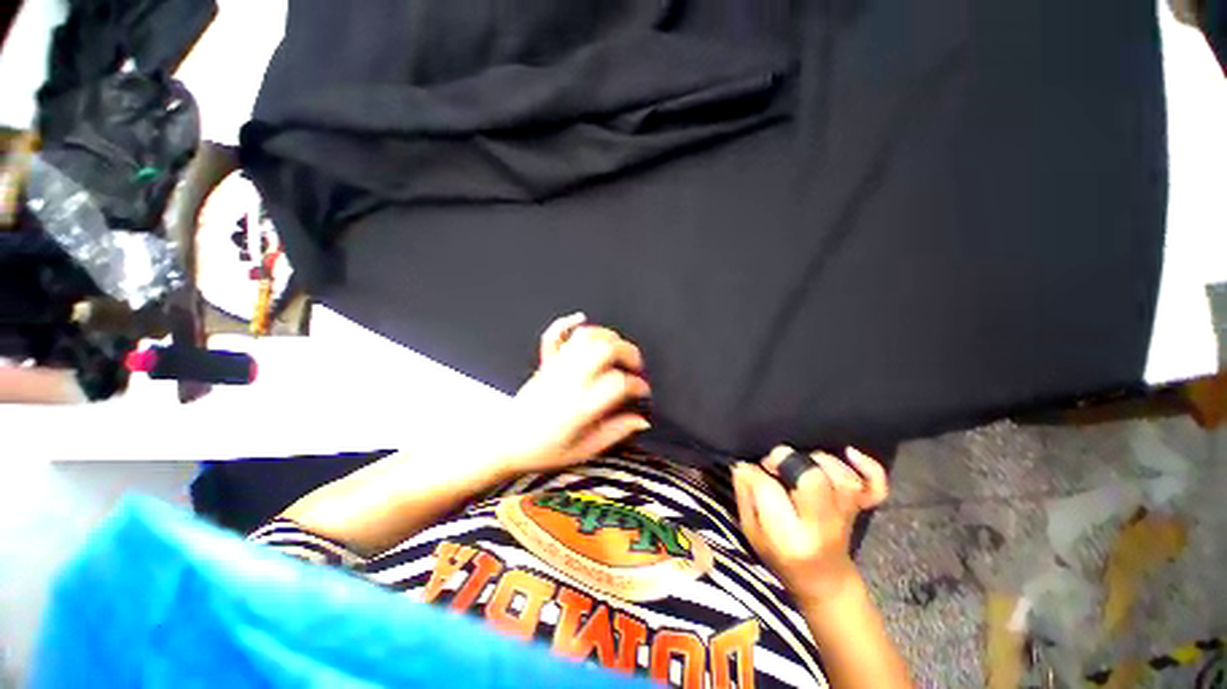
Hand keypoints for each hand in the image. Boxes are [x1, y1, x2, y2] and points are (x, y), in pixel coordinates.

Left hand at [494, 313, 651, 476]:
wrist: (504, 444)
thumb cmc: (542, 451)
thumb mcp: (584, 450)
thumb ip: (615, 433)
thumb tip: (642, 420)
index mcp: (581, 406)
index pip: (619, 382)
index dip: (638, 385)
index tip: (642, 392)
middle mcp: (570, 381)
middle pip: (606, 350)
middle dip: (629, 353)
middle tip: (635, 367)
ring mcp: (556, 368)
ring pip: (586, 337)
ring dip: (607, 336)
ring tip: (617, 348)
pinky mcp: (545, 364)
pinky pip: (554, 335)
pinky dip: (566, 322)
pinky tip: (580, 318)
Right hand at [732, 445, 888, 604]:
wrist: (824, 581)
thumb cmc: (780, 556)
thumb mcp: (751, 532)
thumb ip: (745, 496)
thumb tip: (743, 465)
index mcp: (788, 536)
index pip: (769, 490)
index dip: (755, 472)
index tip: (750, 470)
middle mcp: (822, 525)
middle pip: (813, 479)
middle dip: (788, 460)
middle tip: (775, 463)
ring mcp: (846, 516)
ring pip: (842, 478)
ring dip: (819, 461)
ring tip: (801, 462)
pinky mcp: (862, 509)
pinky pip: (875, 487)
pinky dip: (868, 468)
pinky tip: (849, 452)